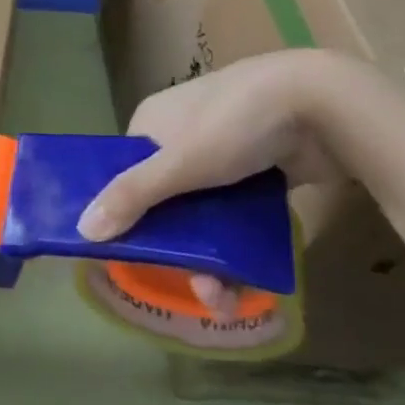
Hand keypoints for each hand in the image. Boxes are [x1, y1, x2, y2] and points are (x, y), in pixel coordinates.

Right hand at [76, 51, 349, 316]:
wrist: (322, 103)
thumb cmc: (234, 125)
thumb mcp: (178, 164)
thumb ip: (132, 197)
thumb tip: (81, 230)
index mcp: (153, 123)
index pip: (126, 173)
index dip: (127, 214)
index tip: (135, 255)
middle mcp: (183, 135)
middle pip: (167, 200)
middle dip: (179, 249)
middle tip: (198, 289)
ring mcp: (225, 152)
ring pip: (205, 212)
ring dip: (212, 257)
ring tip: (227, 300)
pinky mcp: (262, 169)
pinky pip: (239, 213)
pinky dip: (240, 243)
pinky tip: (249, 277)